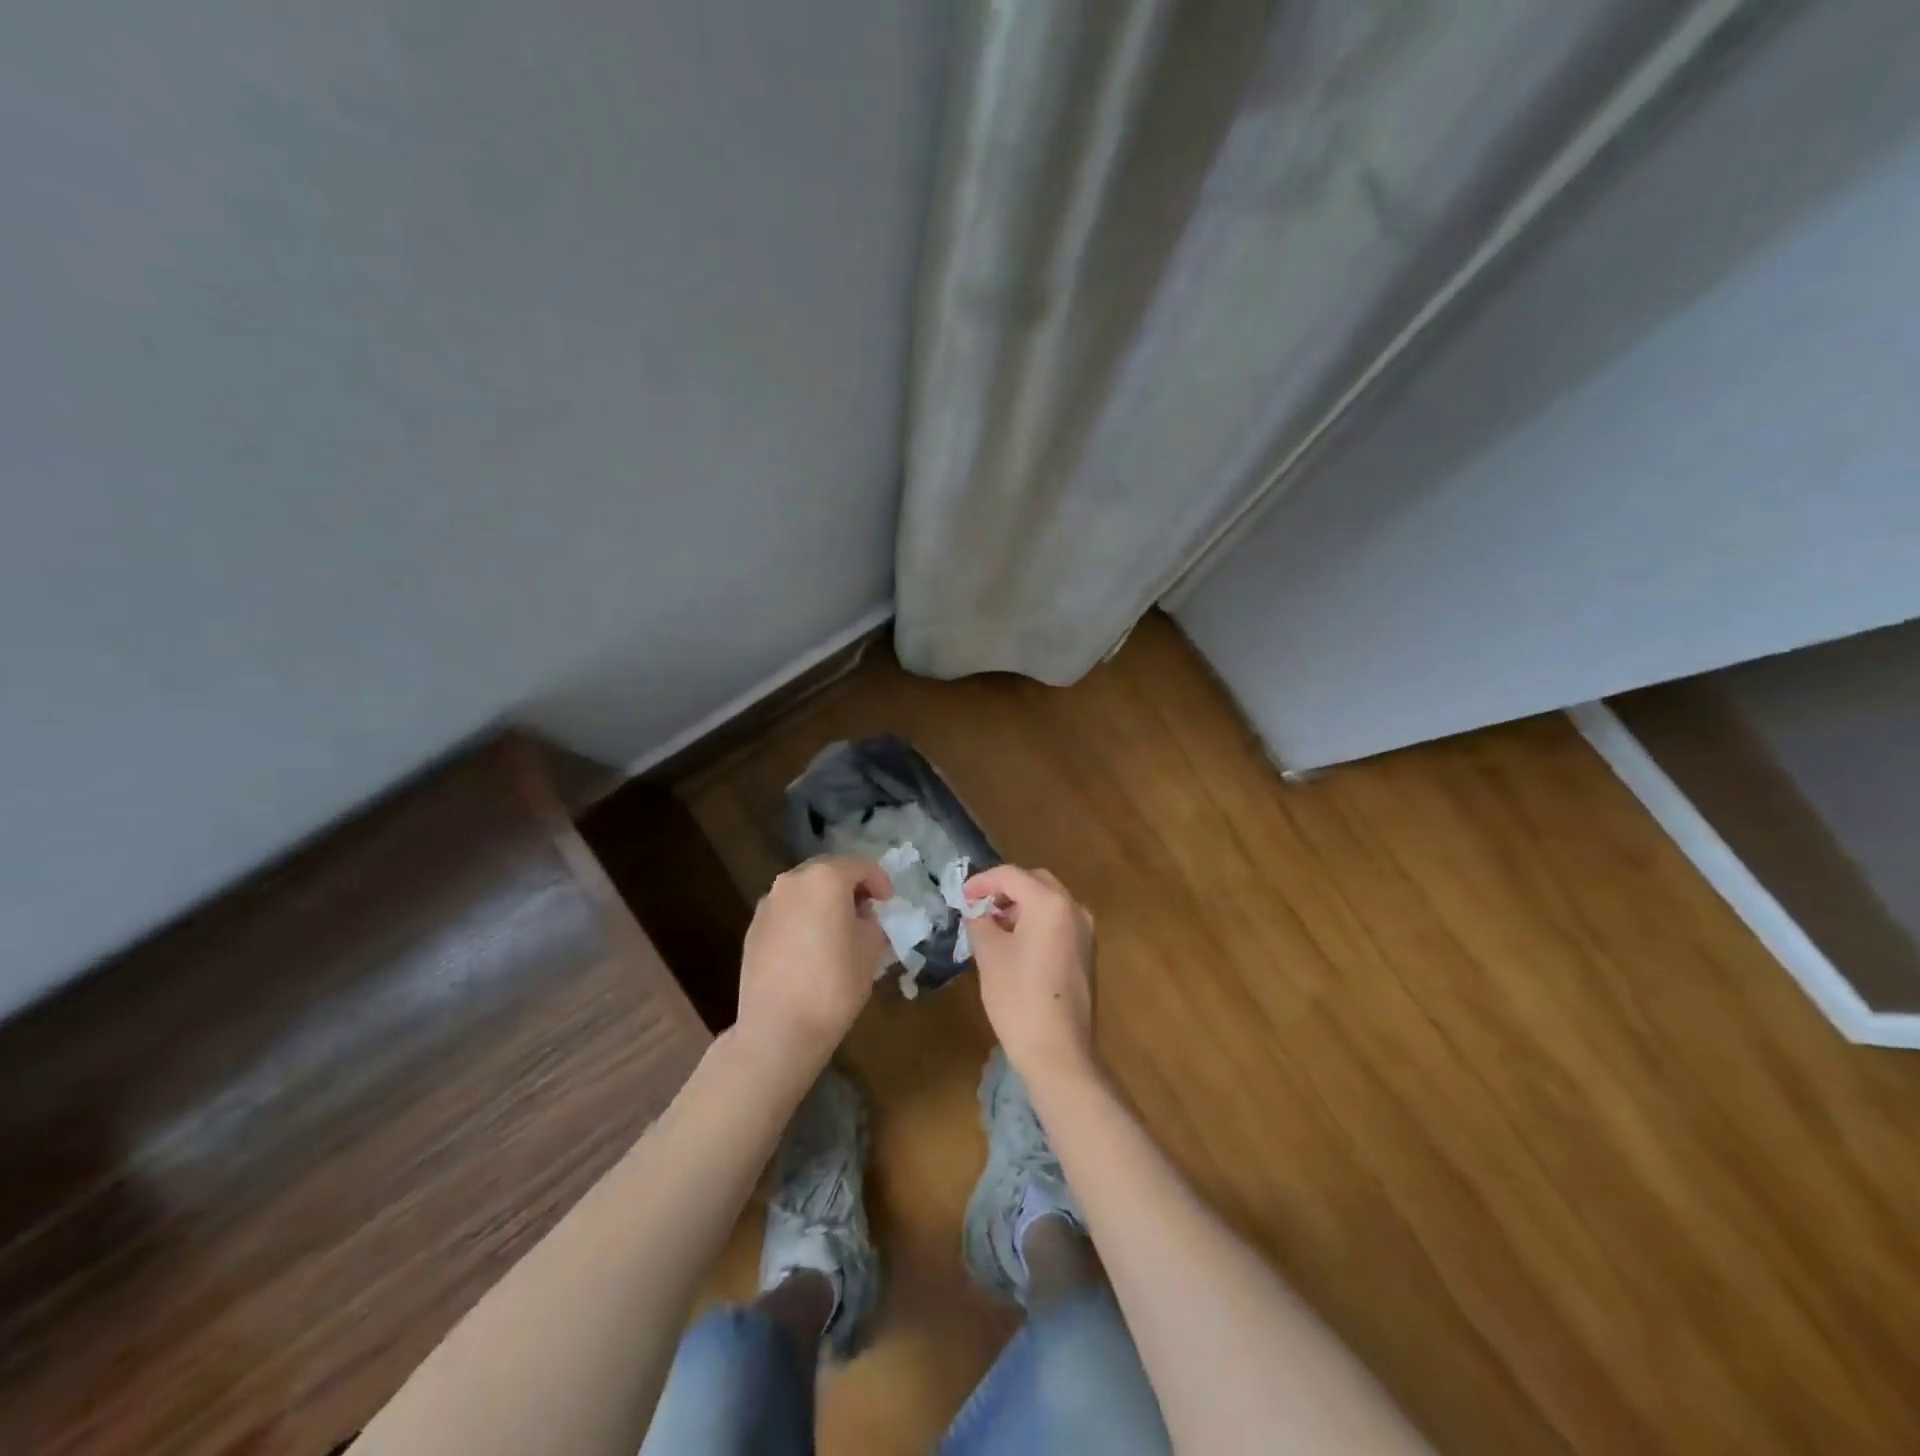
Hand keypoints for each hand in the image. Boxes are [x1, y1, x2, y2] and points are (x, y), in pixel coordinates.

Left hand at [735, 856, 892, 1072]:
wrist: (778, 1028)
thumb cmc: (834, 984)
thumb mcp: (871, 949)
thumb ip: (870, 921)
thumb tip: (860, 916)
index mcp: (825, 879)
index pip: (860, 866)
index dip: (880, 880)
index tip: (889, 901)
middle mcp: (792, 881)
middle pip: (827, 872)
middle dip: (849, 886)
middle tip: (866, 910)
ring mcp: (768, 904)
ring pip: (804, 891)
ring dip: (824, 902)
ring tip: (838, 929)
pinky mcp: (753, 928)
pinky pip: (787, 912)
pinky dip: (803, 918)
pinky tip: (812, 947)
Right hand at [964, 865, 1097, 1088]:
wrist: (1058, 1051)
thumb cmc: (1018, 997)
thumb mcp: (989, 954)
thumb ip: (980, 921)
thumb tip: (977, 911)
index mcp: (1050, 903)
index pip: (1011, 875)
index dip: (982, 881)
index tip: (960, 897)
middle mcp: (1074, 908)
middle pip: (1034, 882)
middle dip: (1004, 890)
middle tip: (977, 907)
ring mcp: (1086, 931)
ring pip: (1049, 902)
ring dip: (1020, 906)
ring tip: (992, 926)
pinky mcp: (1086, 953)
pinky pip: (1058, 922)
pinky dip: (1036, 922)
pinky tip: (1015, 943)